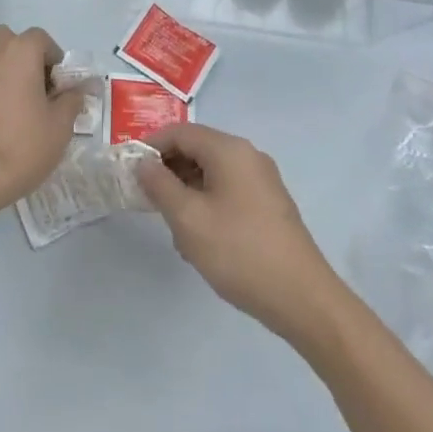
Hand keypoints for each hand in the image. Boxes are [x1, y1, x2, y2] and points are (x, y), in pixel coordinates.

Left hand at [0, 25, 82, 221]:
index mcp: (19, 53)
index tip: (59, 84)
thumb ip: (71, 100)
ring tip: (15, 104)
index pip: (40, 37)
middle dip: (23, 55)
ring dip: (3, 70)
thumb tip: (77, 90)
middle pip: (8, 39)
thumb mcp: (61, 126)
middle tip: (36, 86)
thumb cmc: (23, 146)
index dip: (53, 57)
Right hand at [138, 124, 342, 344]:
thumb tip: (143, 163)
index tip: (129, 170)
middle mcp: (248, 156)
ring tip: (174, 229)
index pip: (180, 132)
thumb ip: (159, 185)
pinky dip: (207, 205)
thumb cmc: (238, 252)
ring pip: (211, 173)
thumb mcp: (188, 218)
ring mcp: (262, 181)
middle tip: (147, 201)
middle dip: (169, 172)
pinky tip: (200, 240)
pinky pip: (228, 191)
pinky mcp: (269, 205)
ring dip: (186, 193)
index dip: (151, 146)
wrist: (302, 299)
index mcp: (229, 150)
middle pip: (197, 149)